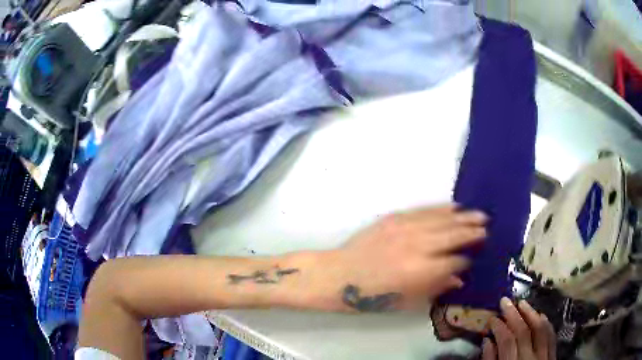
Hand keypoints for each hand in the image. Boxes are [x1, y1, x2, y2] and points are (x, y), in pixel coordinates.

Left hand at [334, 204, 486, 311]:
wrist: (338, 275)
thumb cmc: (371, 297)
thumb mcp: (406, 302)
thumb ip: (436, 288)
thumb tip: (459, 279)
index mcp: (421, 272)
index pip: (455, 261)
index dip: (466, 260)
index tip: (472, 259)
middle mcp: (418, 247)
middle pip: (453, 236)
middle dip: (472, 233)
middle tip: (487, 229)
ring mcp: (406, 229)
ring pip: (443, 220)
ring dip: (463, 217)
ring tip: (480, 215)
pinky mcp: (395, 218)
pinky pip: (424, 210)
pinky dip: (442, 208)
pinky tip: (454, 207)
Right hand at [482, 298, 555, 359]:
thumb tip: (487, 342)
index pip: (507, 341)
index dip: (499, 327)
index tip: (492, 318)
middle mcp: (530, 359)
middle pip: (523, 332)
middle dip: (513, 314)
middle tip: (505, 301)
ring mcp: (544, 356)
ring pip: (540, 329)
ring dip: (531, 314)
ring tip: (522, 303)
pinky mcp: (552, 356)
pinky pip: (551, 336)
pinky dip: (546, 324)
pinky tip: (541, 315)